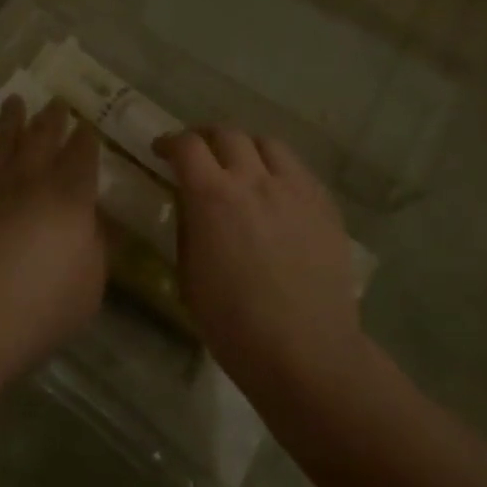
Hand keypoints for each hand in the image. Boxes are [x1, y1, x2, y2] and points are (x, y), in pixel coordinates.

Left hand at [0, 97, 105, 369]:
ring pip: (5, 139)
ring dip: (13, 119)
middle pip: (43, 136)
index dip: (85, 139)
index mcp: (70, 195)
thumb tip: (99, 222)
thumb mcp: (91, 284)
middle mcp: (32, 179)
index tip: (86, 127)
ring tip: (16, 102)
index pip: (81, 155)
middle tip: (56, 101)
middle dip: (52, 117)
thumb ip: (97, 247)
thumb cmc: (43, 305)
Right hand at [155, 127, 361, 396]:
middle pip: (227, 133)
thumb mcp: (189, 273)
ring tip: (241, 166)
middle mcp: (254, 180)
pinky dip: (278, 170)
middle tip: (198, 154)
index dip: (170, 142)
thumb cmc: (234, 324)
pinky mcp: (324, 205)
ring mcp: (295, 189)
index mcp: (213, 196)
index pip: (187, 145)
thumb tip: (189, 200)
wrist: (306, 353)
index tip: (161, 151)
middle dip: (205, 138)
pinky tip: (275, 192)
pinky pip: (298, 170)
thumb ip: (187, 224)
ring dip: (246, 147)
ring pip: (268, 144)